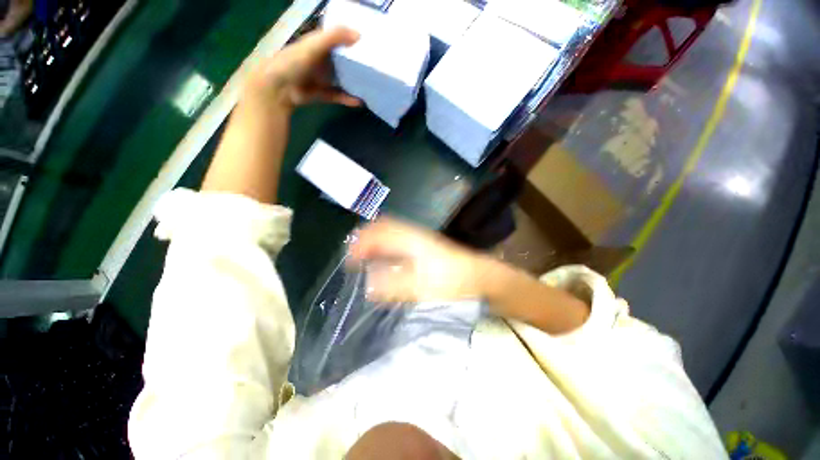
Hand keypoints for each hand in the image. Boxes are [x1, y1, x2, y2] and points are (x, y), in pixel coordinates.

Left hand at [244, 27, 361, 110]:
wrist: (279, 87)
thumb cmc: (294, 61)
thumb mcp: (314, 45)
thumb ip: (335, 37)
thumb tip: (360, 35)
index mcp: (320, 44)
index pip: (339, 39)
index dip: (352, 40)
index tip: (369, 43)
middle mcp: (323, 60)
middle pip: (343, 61)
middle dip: (357, 63)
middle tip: (375, 67)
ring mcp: (323, 78)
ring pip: (343, 79)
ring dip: (354, 83)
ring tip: (371, 86)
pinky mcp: (323, 94)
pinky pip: (339, 96)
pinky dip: (348, 99)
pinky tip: (359, 102)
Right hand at [349, 219, 491, 301]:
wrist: (479, 276)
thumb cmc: (452, 282)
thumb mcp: (422, 287)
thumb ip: (393, 285)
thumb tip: (368, 283)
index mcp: (411, 240)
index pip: (379, 231)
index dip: (362, 242)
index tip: (350, 259)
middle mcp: (413, 234)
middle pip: (383, 226)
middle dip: (366, 238)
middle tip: (354, 256)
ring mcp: (420, 238)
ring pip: (391, 231)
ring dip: (376, 241)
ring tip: (365, 257)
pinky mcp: (424, 245)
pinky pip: (399, 239)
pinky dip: (387, 246)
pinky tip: (386, 259)